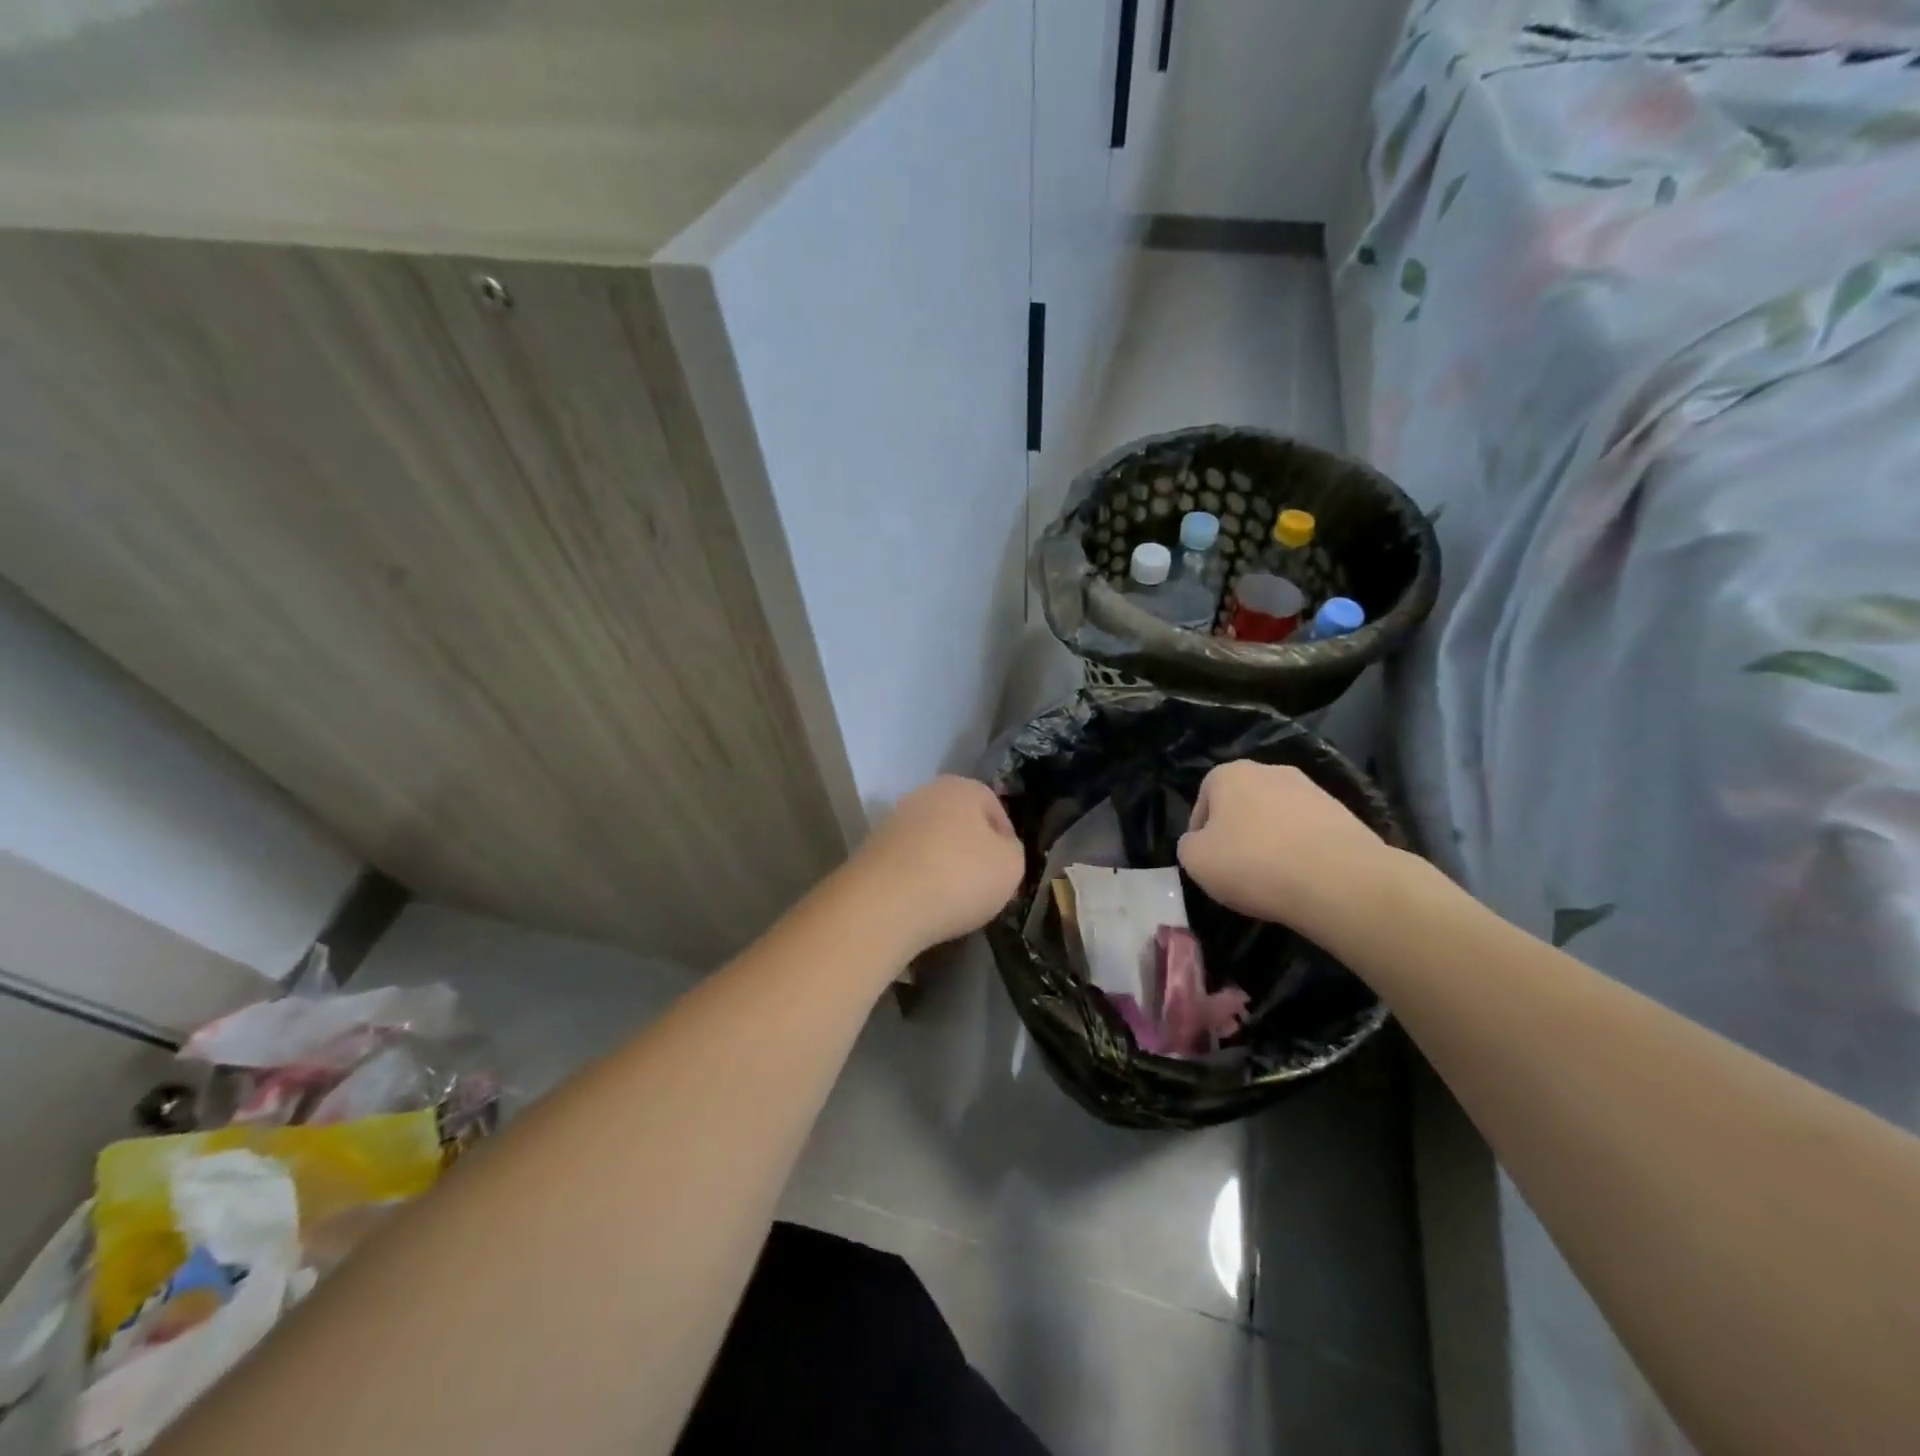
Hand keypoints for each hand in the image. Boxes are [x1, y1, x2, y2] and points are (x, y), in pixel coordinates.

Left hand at [848, 776, 1024, 954]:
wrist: (885, 902)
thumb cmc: (959, 876)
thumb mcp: (1011, 866)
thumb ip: (1012, 851)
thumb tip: (999, 849)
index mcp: (962, 788)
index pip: (994, 808)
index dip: (1005, 840)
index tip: (1006, 871)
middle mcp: (925, 794)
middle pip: (959, 822)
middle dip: (971, 850)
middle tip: (981, 885)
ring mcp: (894, 820)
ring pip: (930, 841)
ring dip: (941, 864)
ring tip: (950, 899)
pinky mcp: (871, 848)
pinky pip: (906, 862)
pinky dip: (916, 878)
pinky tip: (921, 903)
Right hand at [1176, 761, 1402, 936]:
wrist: (1338, 879)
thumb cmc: (1253, 863)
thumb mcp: (1194, 860)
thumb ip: (1188, 845)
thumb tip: (1200, 843)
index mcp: (1230, 774)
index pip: (1204, 799)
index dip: (1200, 832)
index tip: (1207, 861)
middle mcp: (1270, 771)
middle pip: (1243, 804)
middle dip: (1238, 832)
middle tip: (1237, 868)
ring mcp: (1311, 790)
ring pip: (1277, 817)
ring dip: (1271, 841)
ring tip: (1273, 878)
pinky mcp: (1343, 813)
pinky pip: (1308, 832)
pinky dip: (1301, 850)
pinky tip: (1302, 878)